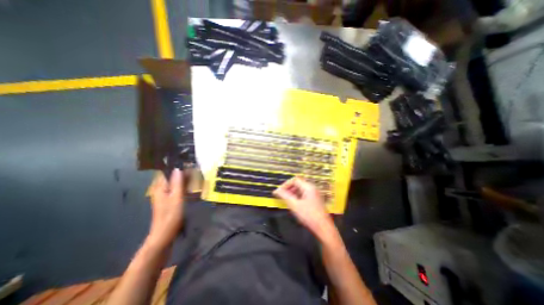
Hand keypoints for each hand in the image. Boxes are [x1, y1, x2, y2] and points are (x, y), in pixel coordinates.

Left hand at [148, 169, 185, 247]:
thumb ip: (177, 183)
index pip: (165, 171)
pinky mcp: (168, 199)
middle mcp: (159, 189)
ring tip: (192, 172)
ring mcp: (163, 195)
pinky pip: (175, 187)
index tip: (185, 160)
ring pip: (172, 181)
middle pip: (169, 176)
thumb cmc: (171, 214)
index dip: (174, 165)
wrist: (164, 233)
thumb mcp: (176, 197)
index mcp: (159, 187)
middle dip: (179, 170)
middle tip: (192, 166)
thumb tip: (178, 168)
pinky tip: (189, 183)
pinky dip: (181, 183)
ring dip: (181, 177)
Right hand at [275, 178, 333, 236]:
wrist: (323, 228)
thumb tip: (276, 191)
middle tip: (282, 196)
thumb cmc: (309, 216)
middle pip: (298, 184)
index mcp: (308, 187)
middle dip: (288, 189)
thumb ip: (285, 196)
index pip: (294, 180)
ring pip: (301, 189)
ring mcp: (315, 194)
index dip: (285, 185)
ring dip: (292, 193)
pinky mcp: (315, 200)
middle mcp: (312, 188)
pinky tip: (294, 204)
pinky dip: (297, 197)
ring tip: (287, 200)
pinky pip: (304, 194)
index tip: (279, 192)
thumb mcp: (294, 205)